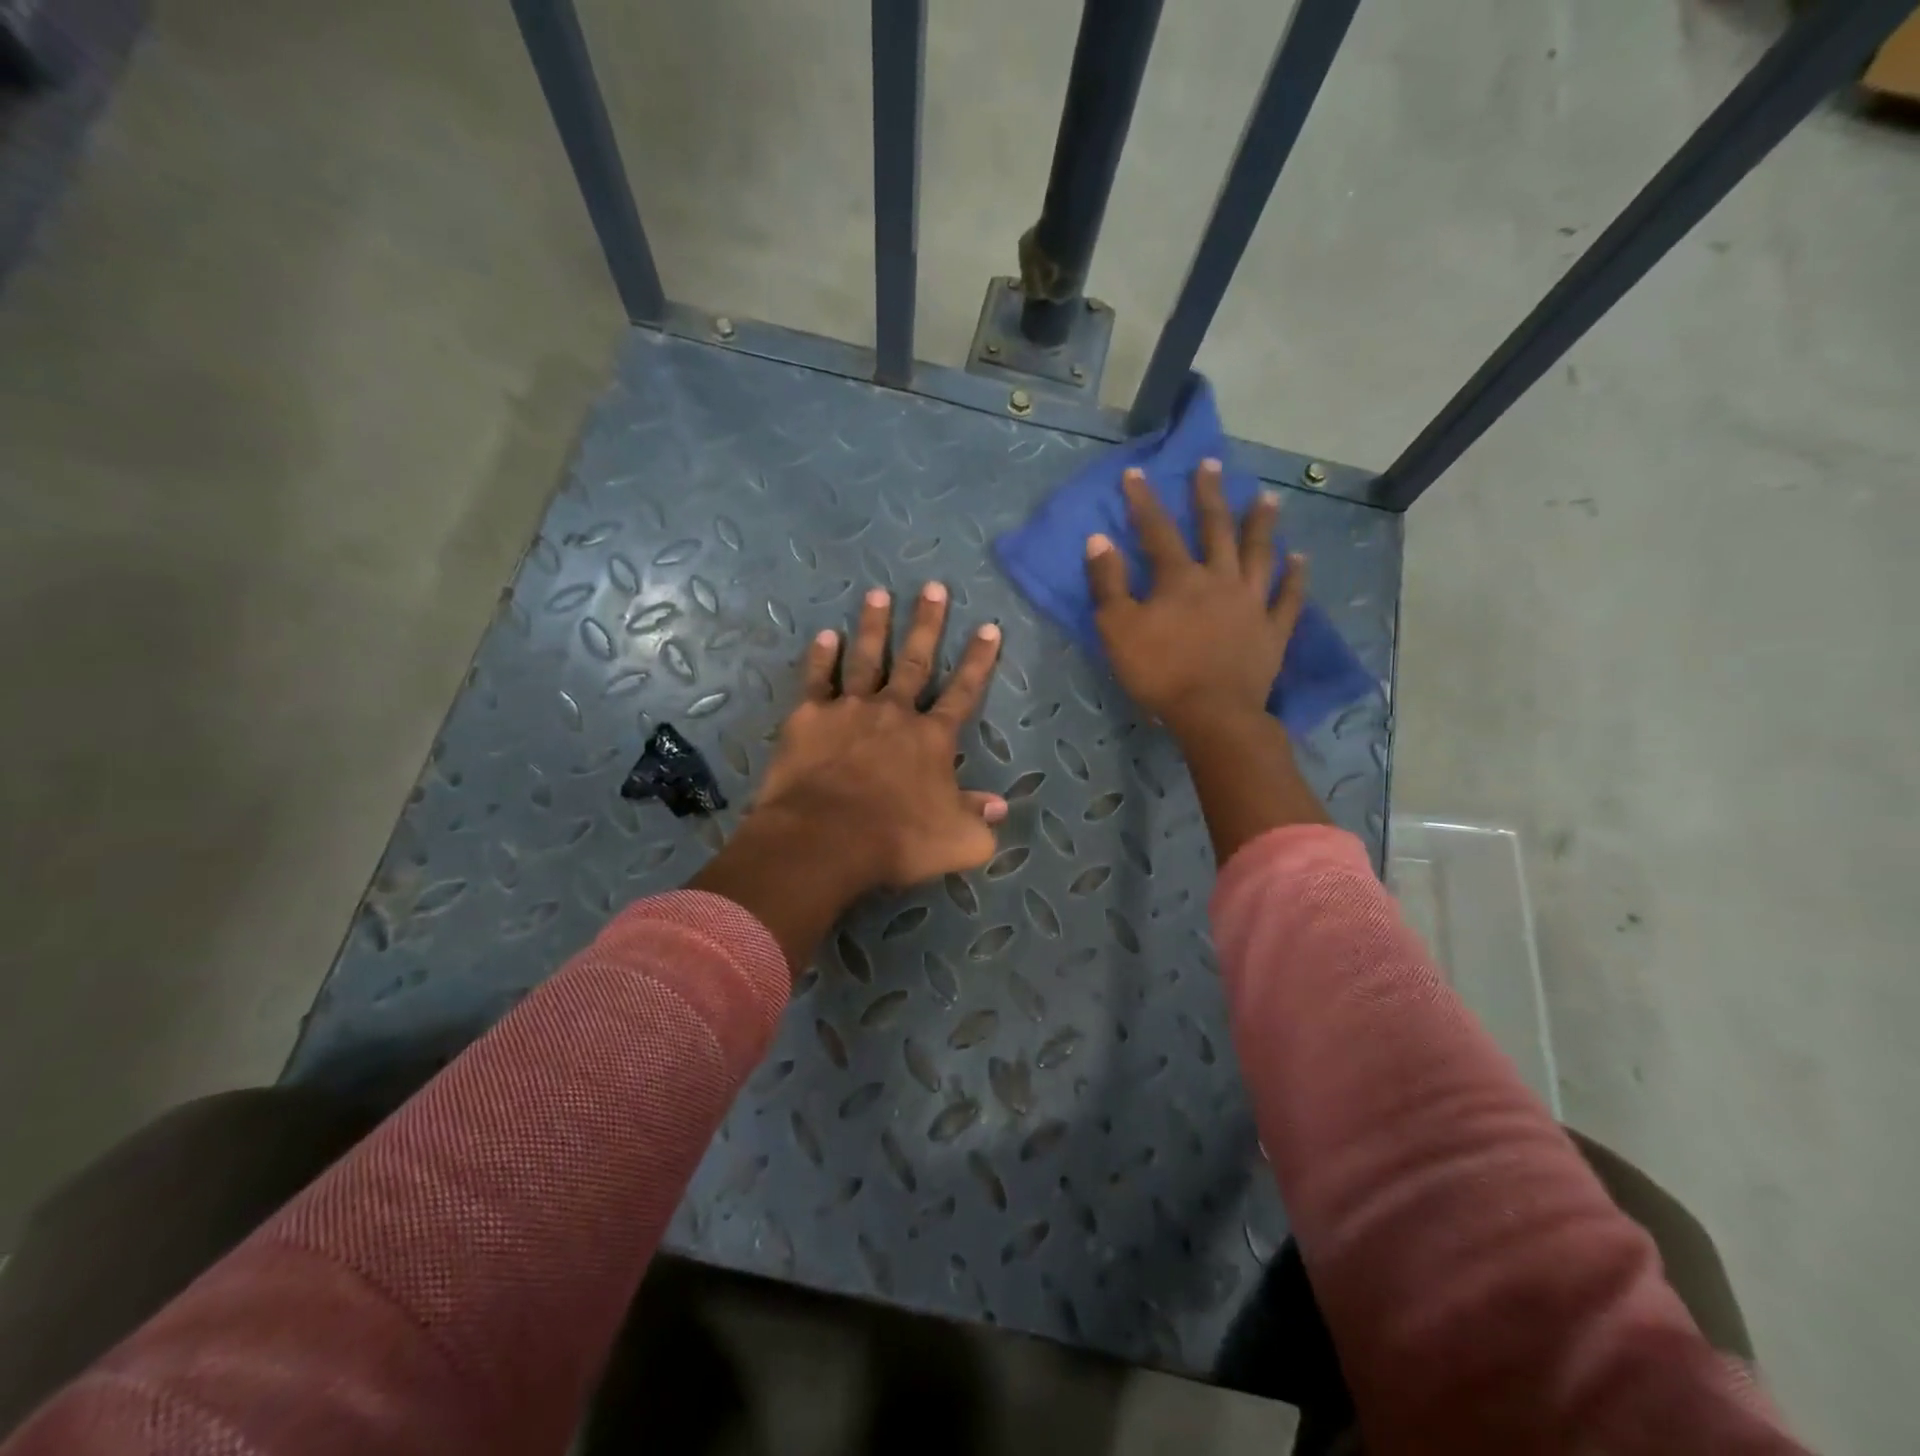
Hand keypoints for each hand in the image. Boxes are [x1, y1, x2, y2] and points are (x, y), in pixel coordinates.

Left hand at [754, 583, 1006, 889]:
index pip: (964, 692)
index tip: (989, 627)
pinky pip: (817, 680)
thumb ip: (979, 819)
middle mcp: (894, 713)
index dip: (979, 660)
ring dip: (874, 627)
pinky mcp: (809, 719)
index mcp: (932, 738)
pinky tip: (825, 636)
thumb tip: (999, 806)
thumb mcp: (958, 841)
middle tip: (933, 587)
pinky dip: (821, 657)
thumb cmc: (898, 840)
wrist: (826, 838)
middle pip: (916, 661)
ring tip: (878, 594)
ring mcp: (850, 710)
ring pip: (866, 659)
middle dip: (927, 624)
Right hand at [1084, 460, 1306, 735]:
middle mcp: (1221, 579)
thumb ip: (1108, 583)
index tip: (1136, 473)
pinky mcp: (1273, 631)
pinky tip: (1299, 559)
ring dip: (1262, 525)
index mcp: (1180, 579)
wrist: (1212, 713)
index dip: (1144, 501)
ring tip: (1268, 499)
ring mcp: (1252, 603)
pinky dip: (1295, 577)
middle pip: (1216, 529)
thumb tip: (1099, 539)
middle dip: (1210, 495)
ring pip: (1259, 555)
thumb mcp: (1117, 629)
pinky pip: (1288, 598)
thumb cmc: (1159, 672)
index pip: (1157, 530)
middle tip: (1212, 465)